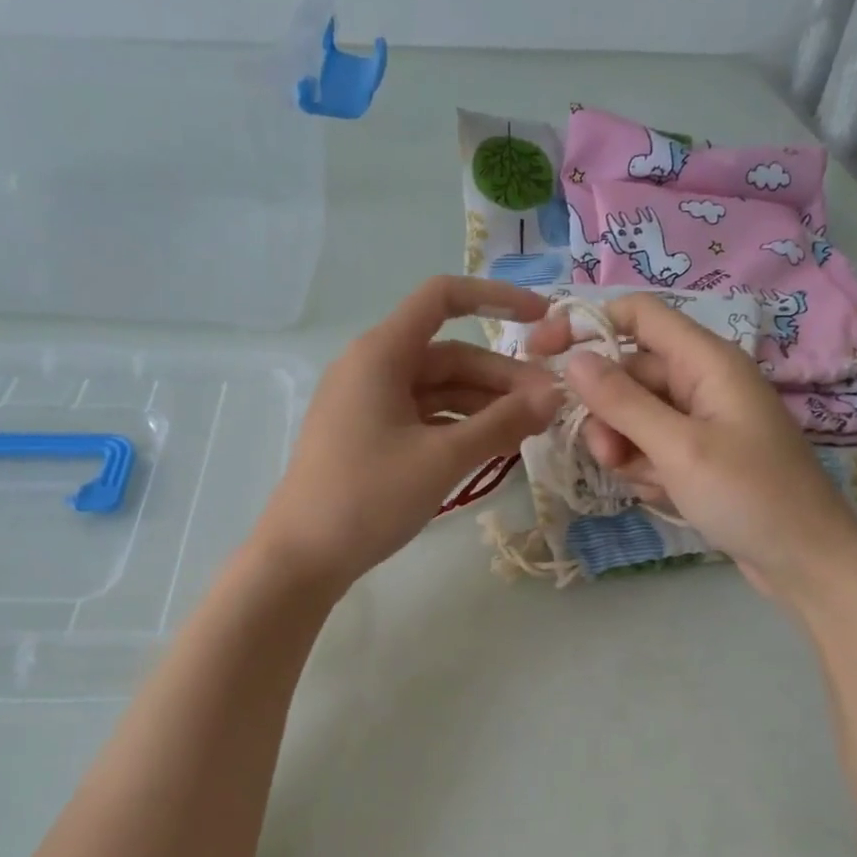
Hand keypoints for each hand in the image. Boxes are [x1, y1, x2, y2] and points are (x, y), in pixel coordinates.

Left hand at [250, 277, 564, 592]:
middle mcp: (371, 368)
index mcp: (380, 354)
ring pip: (438, 391)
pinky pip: (422, 418)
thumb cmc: (369, 498)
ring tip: (530, 431)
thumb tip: (554, 396)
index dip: (497, 299)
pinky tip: (492, 448)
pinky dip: (458, 427)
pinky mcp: (367, 437)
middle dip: (501, 377)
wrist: (302, 557)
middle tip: (550, 407)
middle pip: (448, 355)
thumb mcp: (442, 458)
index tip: (543, 321)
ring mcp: (367, 405)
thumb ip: (501, 423)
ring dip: (484, 406)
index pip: (442, 298)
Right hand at [525, 293, 856, 599]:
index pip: (637, 315)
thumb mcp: (679, 448)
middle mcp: (702, 382)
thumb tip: (574, 359)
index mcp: (707, 361)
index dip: (586, 324)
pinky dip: (646, 472)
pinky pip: (650, 449)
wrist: (804, 560)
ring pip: (633, 418)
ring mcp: (700, 422)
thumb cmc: (749, 496)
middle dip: (607, 415)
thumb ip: (623, 402)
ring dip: (625, 450)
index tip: (539, 352)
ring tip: (646, 484)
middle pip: (628, 375)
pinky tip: (665, 497)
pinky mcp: (697, 456)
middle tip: (608, 458)